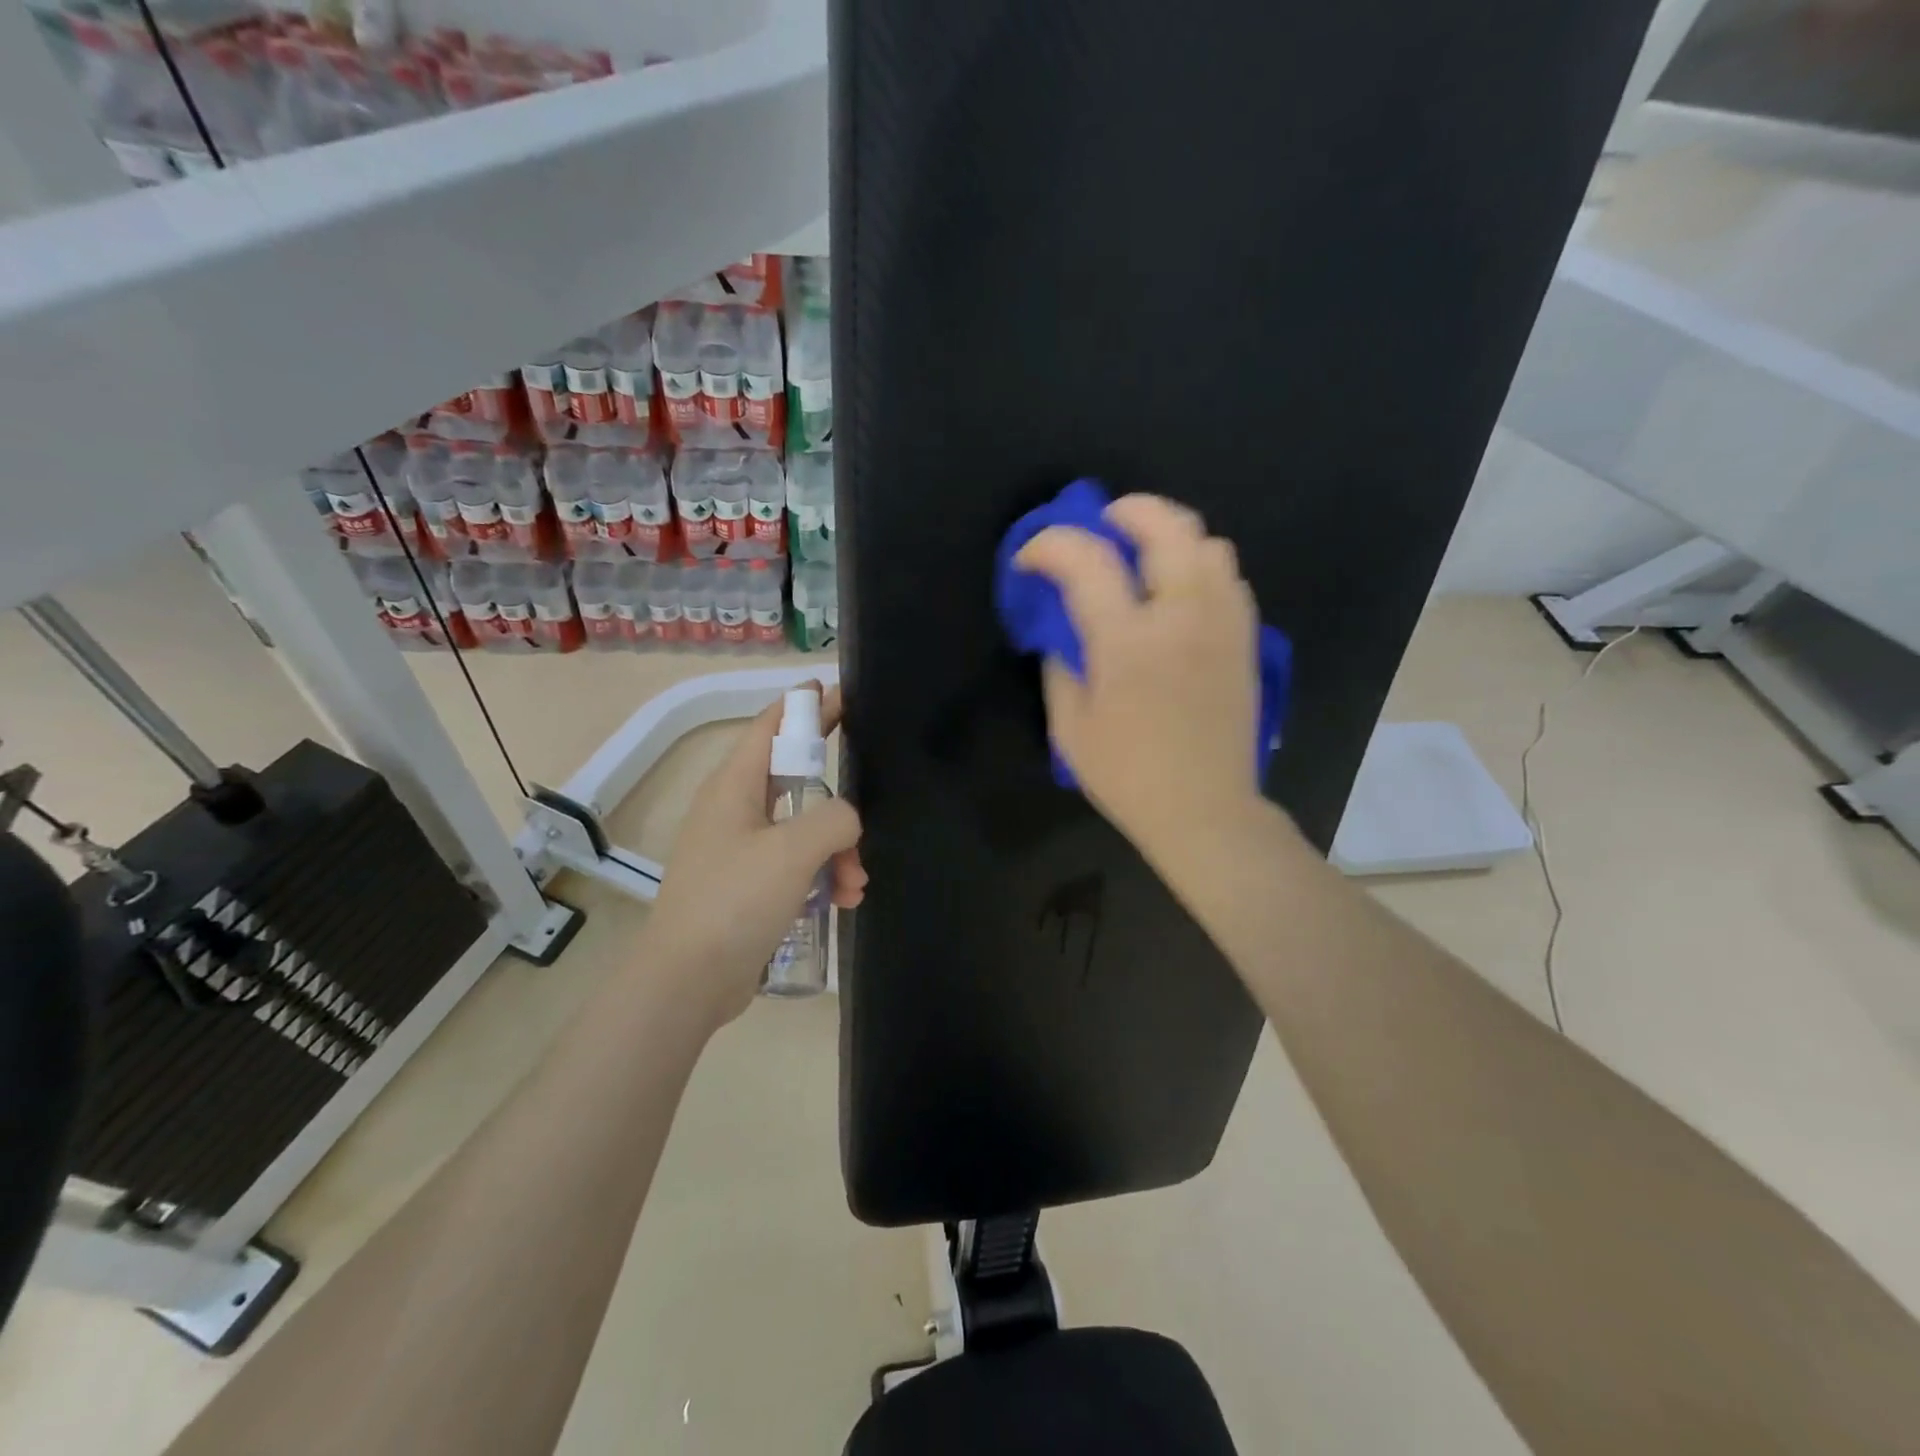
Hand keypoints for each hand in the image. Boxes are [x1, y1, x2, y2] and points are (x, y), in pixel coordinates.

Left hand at [646, 684, 865, 1025]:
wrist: (688, 982)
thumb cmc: (735, 901)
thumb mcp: (793, 850)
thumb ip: (834, 818)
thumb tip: (847, 820)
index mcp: (734, 786)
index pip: (771, 726)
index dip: (804, 706)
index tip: (839, 693)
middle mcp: (734, 810)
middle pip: (794, 779)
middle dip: (835, 796)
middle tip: (873, 791)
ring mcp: (740, 850)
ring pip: (802, 829)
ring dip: (837, 849)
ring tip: (856, 882)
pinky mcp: (748, 887)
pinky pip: (795, 865)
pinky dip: (822, 876)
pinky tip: (845, 900)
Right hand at [1015, 495, 1266, 864]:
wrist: (1205, 810)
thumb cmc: (1128, 776)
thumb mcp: (1070, 728)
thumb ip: (1060, 667)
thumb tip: (1063, 633)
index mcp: (1127, 643)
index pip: (1086, 561)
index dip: (1050, 545)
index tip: (1031, 559)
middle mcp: (1181, 617)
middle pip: (1166, 526)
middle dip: (1127, 510)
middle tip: (1102, 523)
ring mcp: (1222, 624)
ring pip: (1209, 543)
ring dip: (1169, 535)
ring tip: (1144, 553)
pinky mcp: (1245, 640)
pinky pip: (1230, 577)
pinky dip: (1199, 566)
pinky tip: (1178, 591)